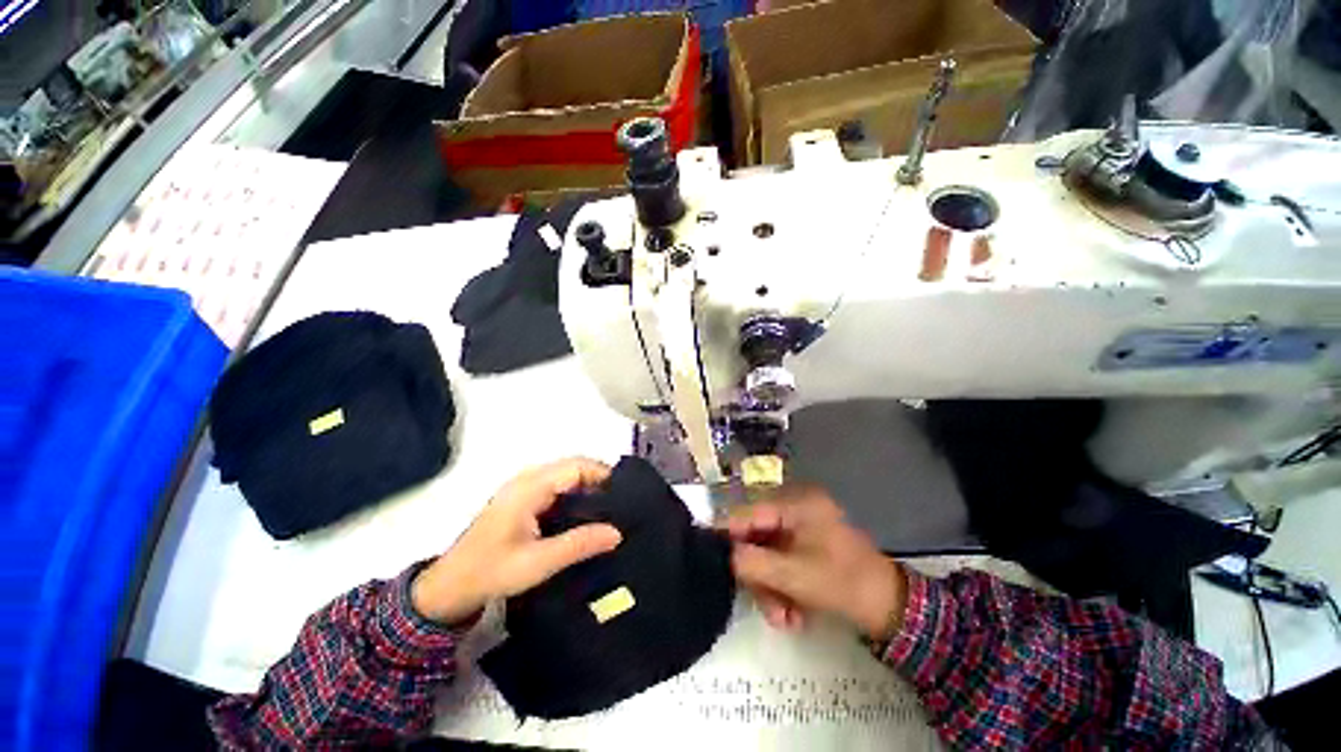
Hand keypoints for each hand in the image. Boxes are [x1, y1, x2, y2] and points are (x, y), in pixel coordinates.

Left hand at [411, 458, 622, 624]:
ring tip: (610, 510)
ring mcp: (524, 489)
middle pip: (573, 468)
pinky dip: (575, 497)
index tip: (625, 494)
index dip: (603, 474)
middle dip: (599, 481)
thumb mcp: (538, 562)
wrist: (448, 588)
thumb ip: (579, 544)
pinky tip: (586, 516)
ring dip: (588, 489)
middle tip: (621, 505)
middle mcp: (528, 480)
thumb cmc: (491, 572)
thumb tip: (617, 532)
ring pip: (566, 478)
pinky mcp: (523, 501)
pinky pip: (557, 489)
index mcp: (530, 487)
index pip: (576, 466)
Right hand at [721, 486, 906, 639]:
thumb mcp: (793, 575)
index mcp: (796, 503)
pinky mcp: (807, 547)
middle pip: (757, 537)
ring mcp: (802, 528)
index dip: (729, 535)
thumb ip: (753, 562)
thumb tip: (726, 555)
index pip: (749, 513)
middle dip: (759, 576)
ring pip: (768, 554)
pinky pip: (782, 562)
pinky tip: (794, 614)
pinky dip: (783, 588)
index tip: (714, 560)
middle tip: (767, 607)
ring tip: (784, 619)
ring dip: (771, 589)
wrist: (891, 608)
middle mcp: (796, 509)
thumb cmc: (842, 583)